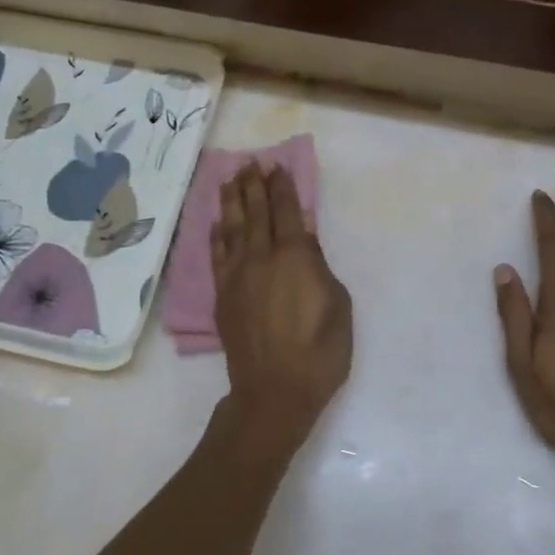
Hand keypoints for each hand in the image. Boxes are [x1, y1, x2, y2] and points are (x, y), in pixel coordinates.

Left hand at [213, 163, 353, 440]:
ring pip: (231, 229)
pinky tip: (216, 223)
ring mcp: (237, 277)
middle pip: (255, 213)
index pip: (286, 212)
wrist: (275, 392)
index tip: (277, 167)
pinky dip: (216, 236)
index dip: (282, 187)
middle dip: (254, 186)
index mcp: (294, 257)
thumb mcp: (338, 305)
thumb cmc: (320, 352)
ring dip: (231, 202)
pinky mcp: (223, 296)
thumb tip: (303, 237)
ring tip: (230, 181)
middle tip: (250, 163)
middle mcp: (261, 258)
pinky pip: (217, 256)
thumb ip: (319, 266)